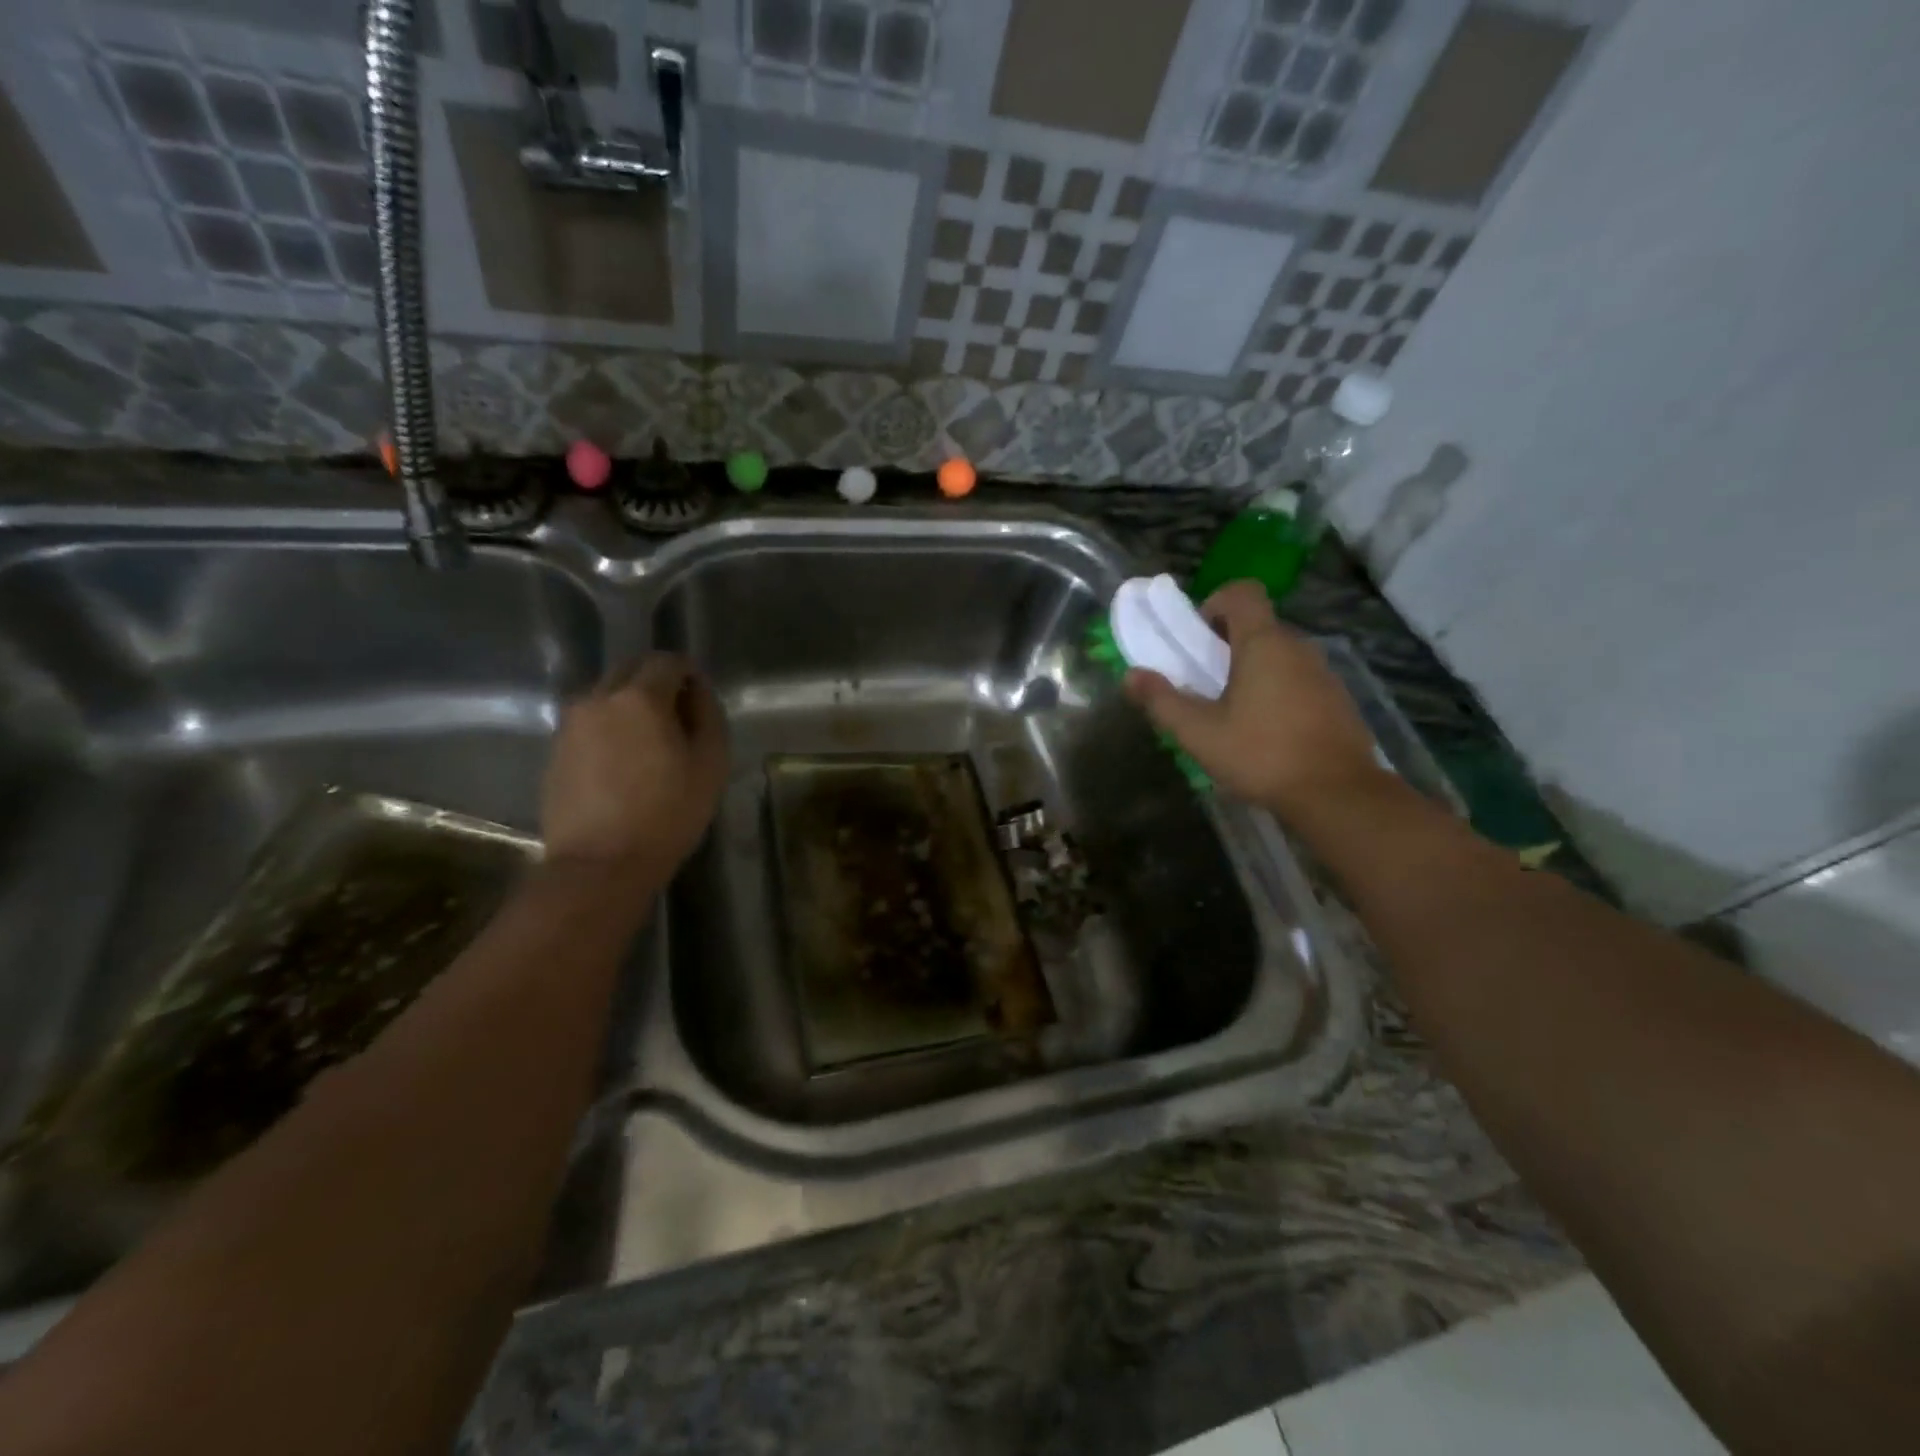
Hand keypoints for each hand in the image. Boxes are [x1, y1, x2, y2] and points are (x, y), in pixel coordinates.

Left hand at [541, 654, 729, 873]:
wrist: (599, 865)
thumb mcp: (710, 765)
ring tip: (648, 742)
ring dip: (629, 704)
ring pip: (606, 694)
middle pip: (630, 669)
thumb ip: (708, 716)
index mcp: (640, 698)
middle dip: (656, 682)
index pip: (666, 660)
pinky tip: (622, 762)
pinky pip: (589, 721)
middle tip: (677, 717)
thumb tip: (696, 690)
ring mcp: (571, 723)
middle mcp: (599, 698)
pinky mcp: (555, 749)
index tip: (699, 699)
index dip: (688, 673)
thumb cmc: (667, 815)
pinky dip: (609, 727)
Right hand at [1123, 582, 1388, 822]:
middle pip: (1258, 625)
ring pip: (1280, 654)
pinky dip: (1278, 691)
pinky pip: (1299, 679)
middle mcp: (1298, 647)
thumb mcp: (1199, 733)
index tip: (1198, 639)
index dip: (1215, 604)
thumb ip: (1162, 701)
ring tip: (1233, 712)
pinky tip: (1267, 732)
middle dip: (1227, 644)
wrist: (1337, 794)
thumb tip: (1130, 675)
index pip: (1241, 593)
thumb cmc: (1262, 754)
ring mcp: (1323, 673)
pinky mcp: (1338, 700)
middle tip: (1205, 683)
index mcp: (1263, 643)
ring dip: (1253, 670)